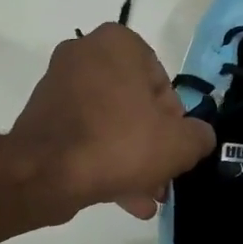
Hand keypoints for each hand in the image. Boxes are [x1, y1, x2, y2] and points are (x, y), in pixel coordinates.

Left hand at [11, 24, 215, 221]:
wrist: (44, 174)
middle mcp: (84, 54)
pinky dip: (103, 161)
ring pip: (110, 124)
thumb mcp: (179, 143)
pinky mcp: (43, 117)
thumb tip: (197, 137)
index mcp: (118, 43)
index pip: (162, 83)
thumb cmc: (118, 143)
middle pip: (135, 106)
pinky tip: (124, 200)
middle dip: (151, 146)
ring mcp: (59, 85)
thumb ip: (199, 136)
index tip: (172, 149)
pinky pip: (85, 136)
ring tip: (146, 198)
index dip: (174, 122)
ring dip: (131, 160)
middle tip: (162, 179)